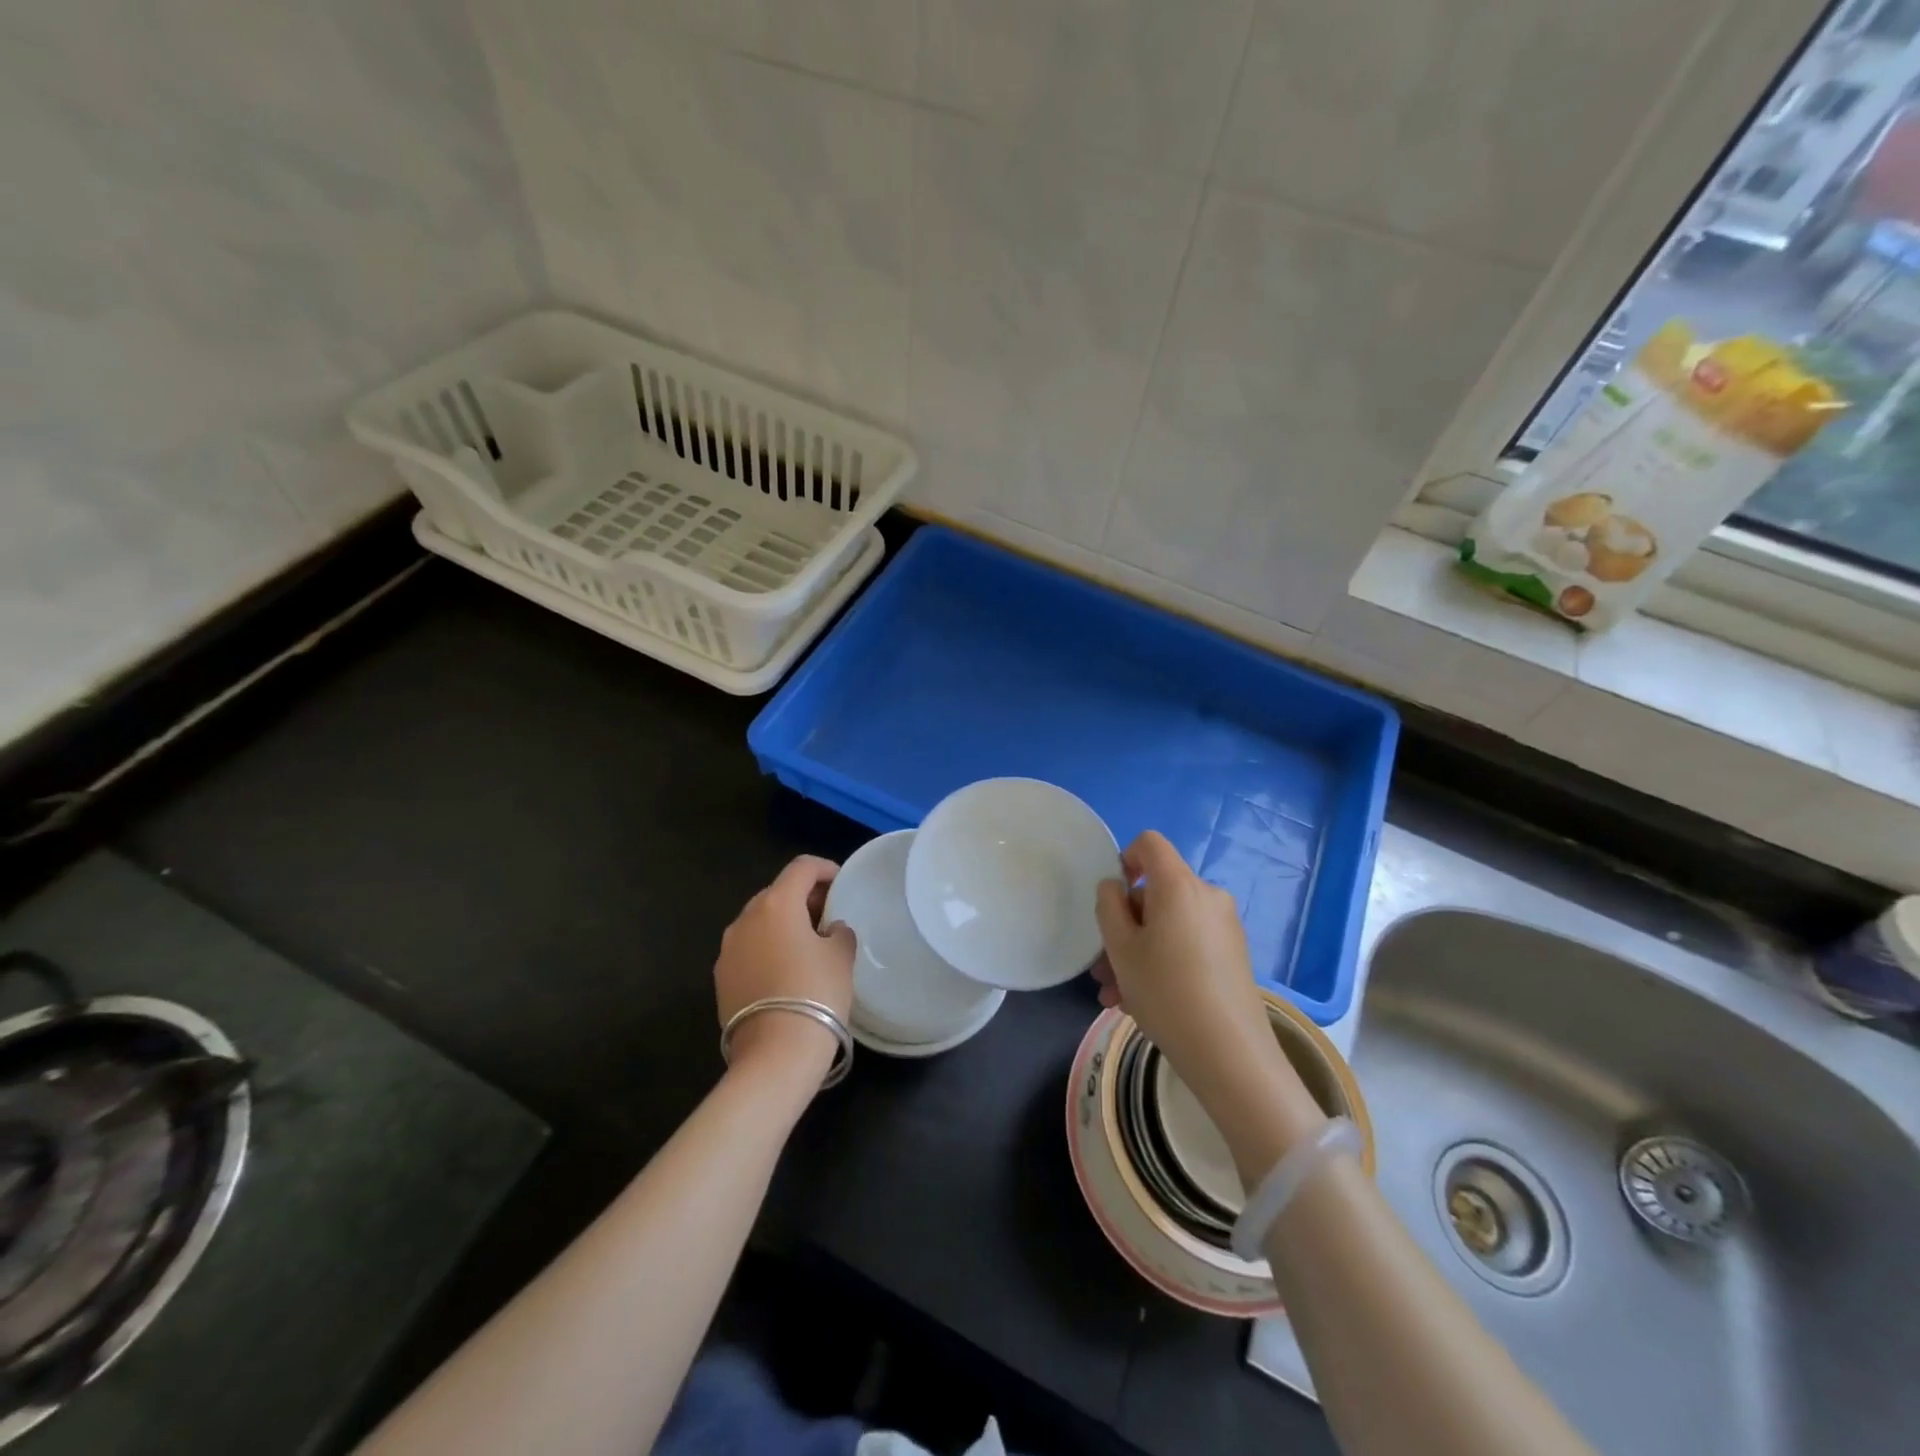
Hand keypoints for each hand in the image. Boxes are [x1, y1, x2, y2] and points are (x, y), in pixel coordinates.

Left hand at [716, 856, 854, 1081]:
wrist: (775, 1054)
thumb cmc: (816, 993)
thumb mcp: (841, 956)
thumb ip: (839, 932)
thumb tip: (830, 930)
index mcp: (776, 904)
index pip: (802, 867)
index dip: (825, 869)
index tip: (842, 882)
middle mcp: (745, 918)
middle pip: (777, 893)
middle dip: (804, 898)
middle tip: (829, 915)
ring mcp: (728, 949)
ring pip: (760, 922)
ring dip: (783, 924)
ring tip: (809, 945)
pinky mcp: (721, 978)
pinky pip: (749, 949)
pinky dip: (768, 948)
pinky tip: (787, 971)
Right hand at [1093, 831, 1323, 1171]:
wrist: (1230, 1054)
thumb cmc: (1166, 991)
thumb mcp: (1121, 948)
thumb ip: (1109, 907)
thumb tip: (1114, 887)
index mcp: (1179, 885)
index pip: (1150, 843)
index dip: (1124, 859)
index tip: (1111, 898)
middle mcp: (1207, 896)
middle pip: (1156, 893)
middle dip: (1124, 926)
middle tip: (1103, 968)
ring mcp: (1224, 927)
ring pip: (1168, 925)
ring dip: (1138, 952)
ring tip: (1116, 995)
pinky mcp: (1233, 955)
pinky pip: (1187, 944)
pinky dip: (1163, 961)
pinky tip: (1142, 1002)